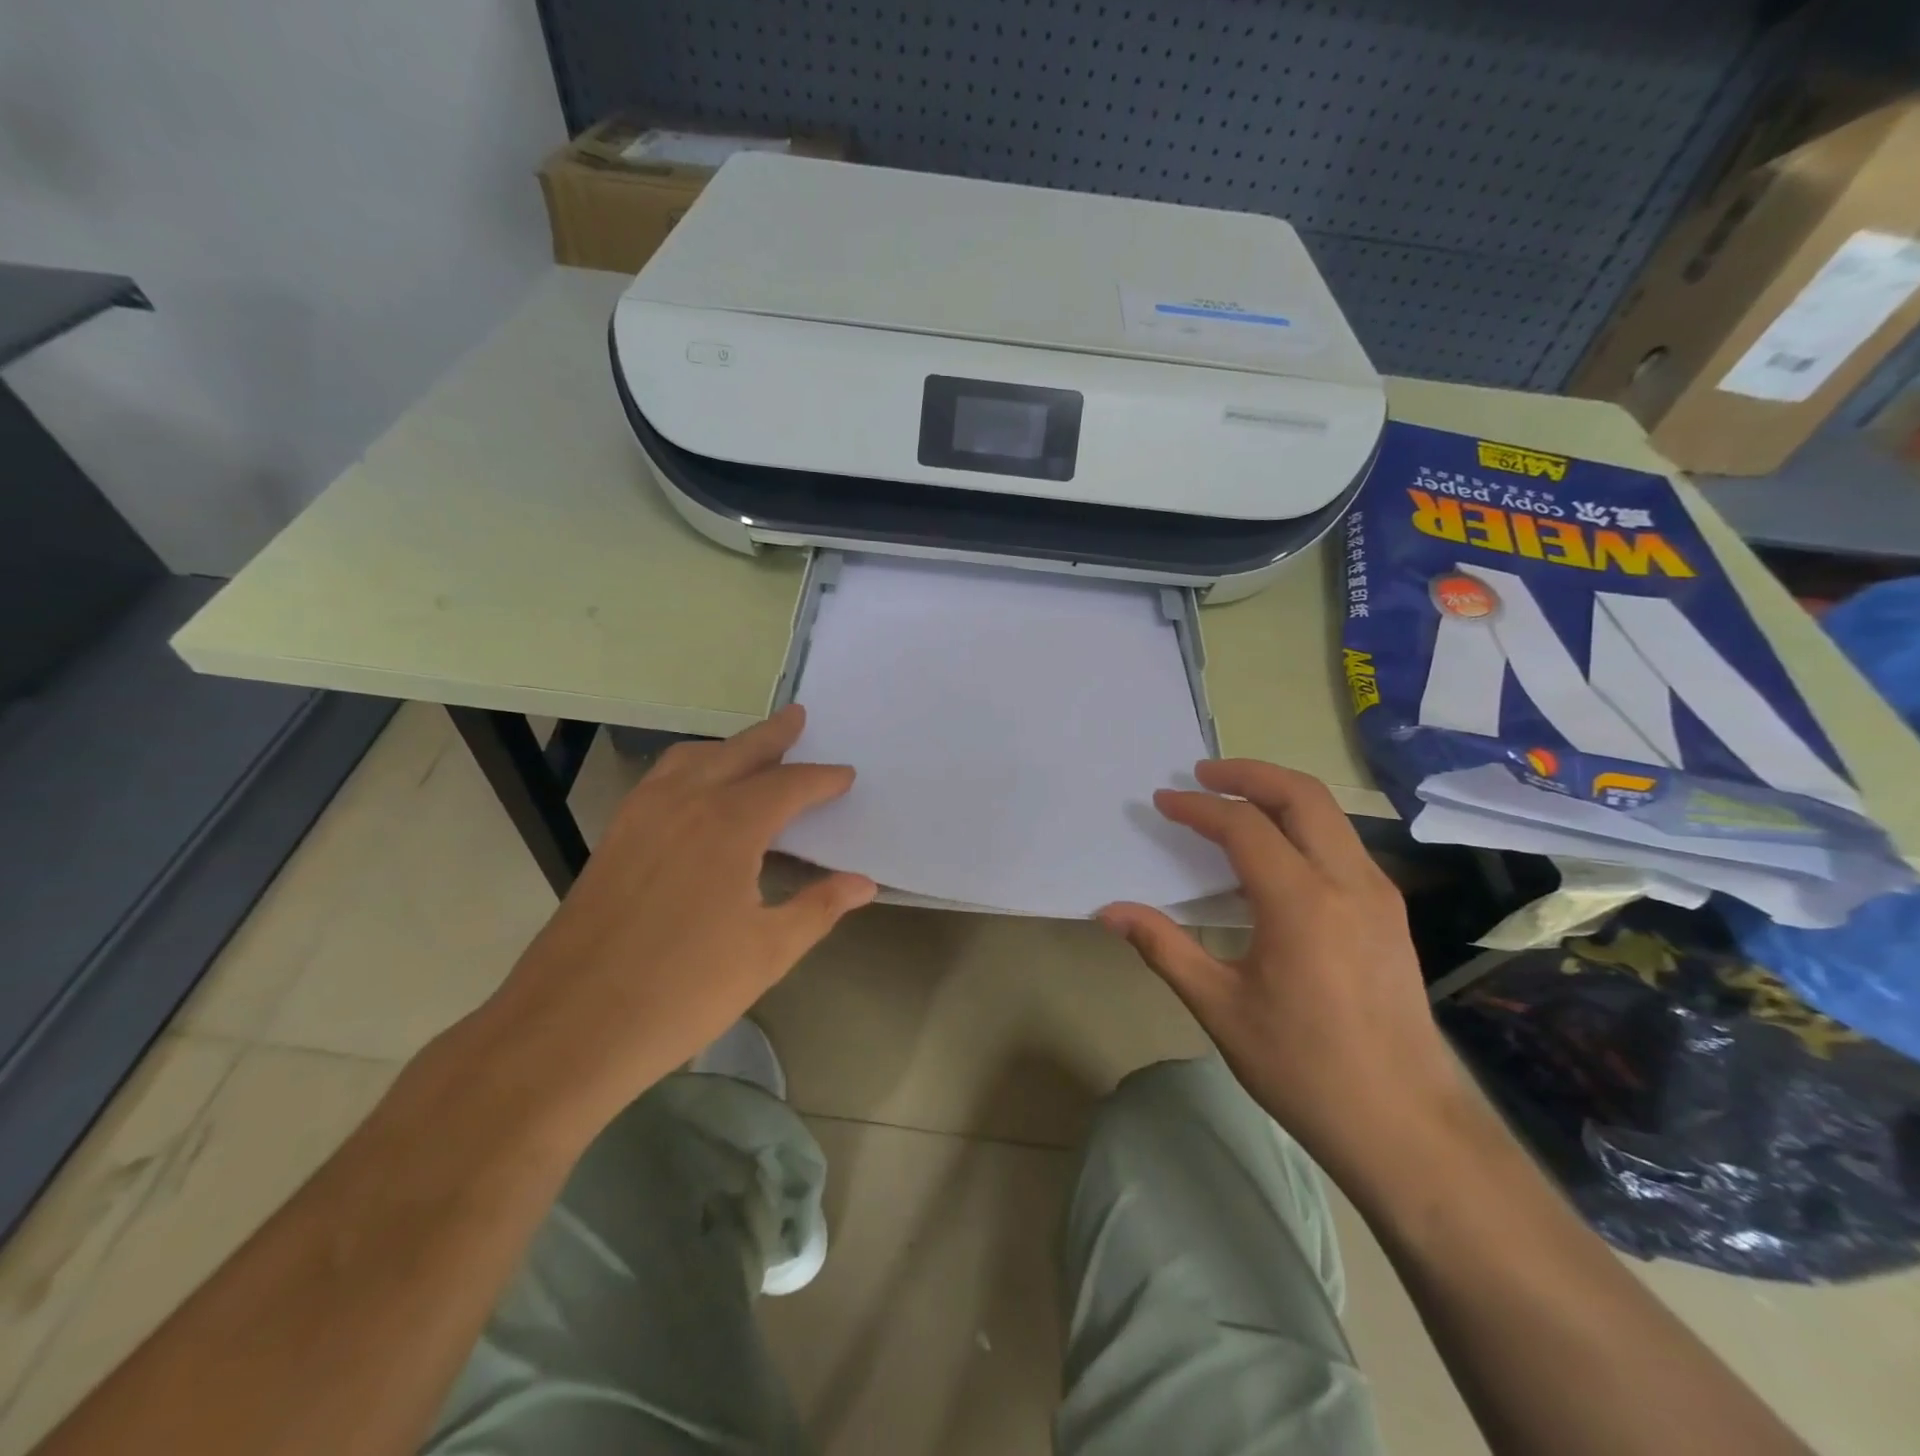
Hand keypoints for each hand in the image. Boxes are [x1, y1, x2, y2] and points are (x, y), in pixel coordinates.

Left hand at [467, 706, 875, 1134]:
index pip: (788, 786)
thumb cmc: (682, 991)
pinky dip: (690, 767)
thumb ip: (819, 908)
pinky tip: (696, 792)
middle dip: (773, 735)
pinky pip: (661, 780)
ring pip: (692, 758)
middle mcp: (684, 803)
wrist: (569, 1028)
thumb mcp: (767, 953)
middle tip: (799, 717)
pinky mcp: (614, 837)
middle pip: (738, 753)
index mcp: (729, 825)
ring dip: (728, 746)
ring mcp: (641, 816)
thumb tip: (863, 884)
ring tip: (752, 748)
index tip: (845, 775)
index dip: (822, 779)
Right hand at [1101, 760, 1464, 1178]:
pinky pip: (1342, 844)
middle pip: (1301, 795)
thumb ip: (1162, 946)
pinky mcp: (1391, 913)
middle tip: (1202, 774)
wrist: (1408, 1127)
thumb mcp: (1220, 1007)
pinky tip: (1273, 856)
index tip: (1161, 801)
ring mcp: (1379, 895)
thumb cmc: (1304, 1068)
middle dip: (1247, 773)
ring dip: (1278, 794)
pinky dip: (1302, 826)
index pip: (1243, 825)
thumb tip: (1108, 911)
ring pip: (1329, 814)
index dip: (1197, 807)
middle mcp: (1348, 882)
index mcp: (1301, 902)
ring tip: (1233, 803)